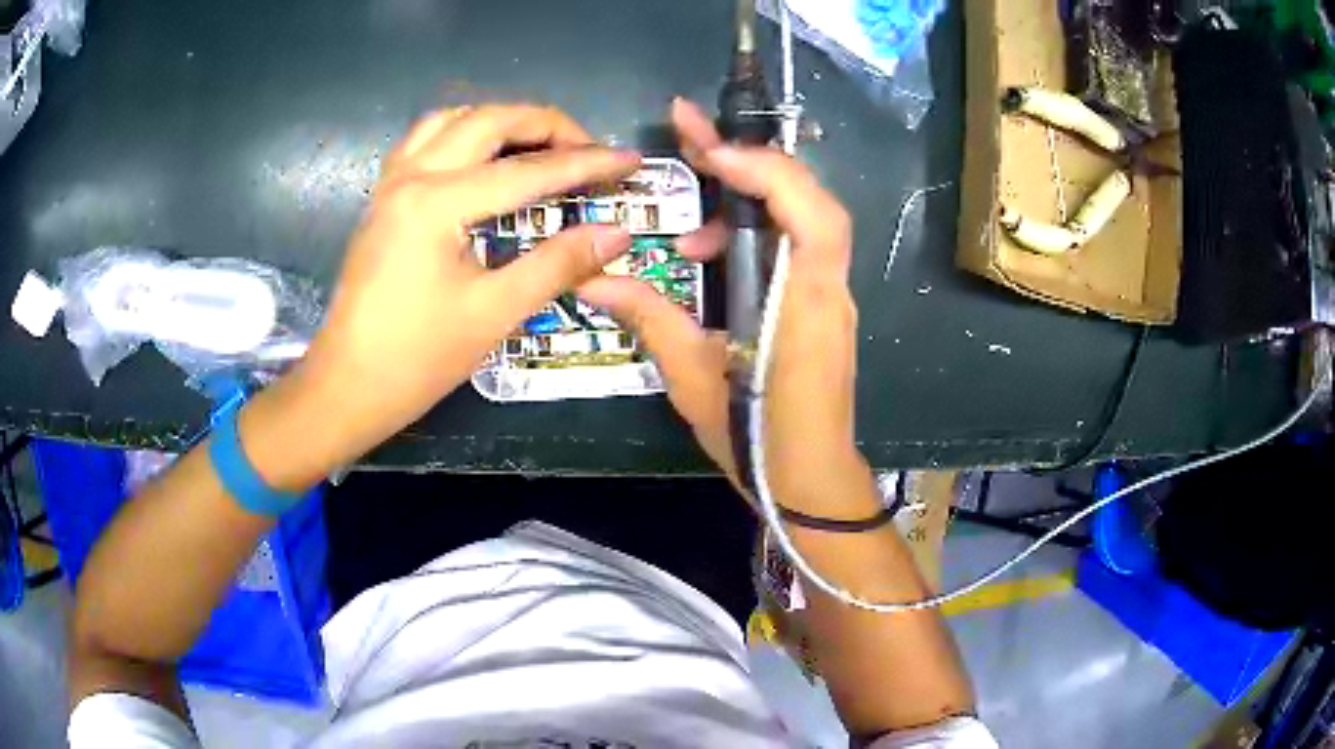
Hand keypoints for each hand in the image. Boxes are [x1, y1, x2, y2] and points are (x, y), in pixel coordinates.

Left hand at [256, 104, 639, 478]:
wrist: (346, 387)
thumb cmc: (416, 359)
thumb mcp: (494, 313)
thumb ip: (558, 264)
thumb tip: (617, 234)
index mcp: (437, 203)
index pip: (528, 171)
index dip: (587, 164)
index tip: (631, 160)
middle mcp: (412, 176)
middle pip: (489, 120)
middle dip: (547, 125)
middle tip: (587, 150)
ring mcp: (391, 182)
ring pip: (453, 119)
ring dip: (502, 121)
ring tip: (539, 147)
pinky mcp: (382, 197)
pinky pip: (425, 140)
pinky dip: (463, 133)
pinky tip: (482, 157)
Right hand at [580, 99, 876, 515]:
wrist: (809, 483)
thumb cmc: (757, 436)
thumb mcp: (693, 376)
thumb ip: (649, 317)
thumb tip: (591, 278)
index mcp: (805, 304)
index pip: (812, 216)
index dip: (768, 172)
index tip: (710, 151)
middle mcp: (827, 288)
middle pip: (808, 199)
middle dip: (750, 158)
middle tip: (689, 132)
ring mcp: (828, 294)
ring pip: (800, 218)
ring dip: (746, 202)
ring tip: (687, 237)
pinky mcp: (818, 304)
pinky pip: (793, 246)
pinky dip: (752, 235)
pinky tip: (709, 263)